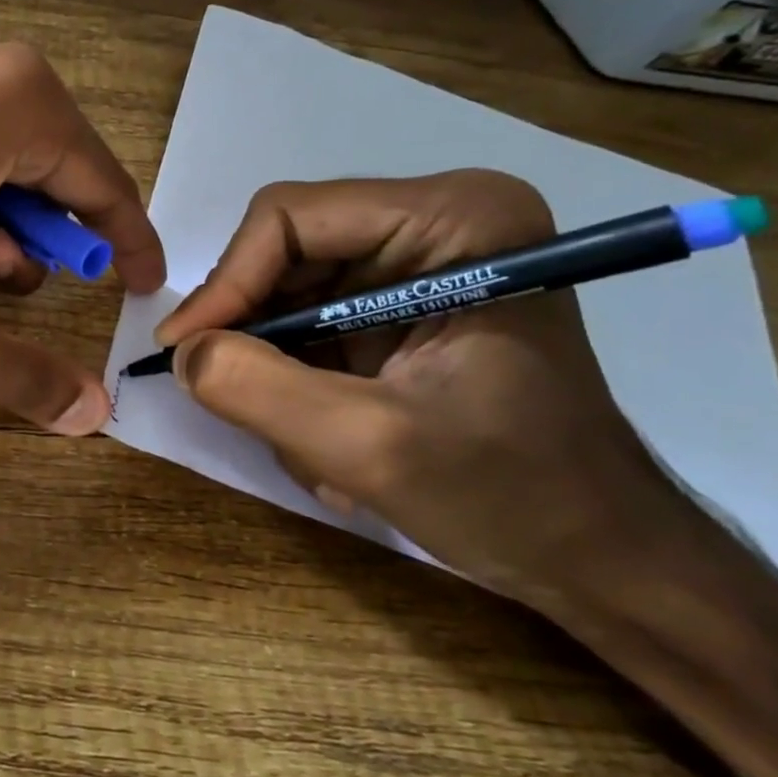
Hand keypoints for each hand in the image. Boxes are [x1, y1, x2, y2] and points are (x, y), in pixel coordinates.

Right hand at [155, 169, 687, 607]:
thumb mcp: (369, 446)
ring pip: (283, 296)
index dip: (225, 283)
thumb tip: (181, 351)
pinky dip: (293, 384)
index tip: (184, 351)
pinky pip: (303, 327)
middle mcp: (433, 224)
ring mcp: (415, 267)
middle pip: (281, 255)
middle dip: (253, 335)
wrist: (596, 557)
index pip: (288, 219)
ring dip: (274, 371)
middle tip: (231, 400)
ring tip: (306, 444)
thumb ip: (258, 390)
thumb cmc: (511, 495)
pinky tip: (325, 440)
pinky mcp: (397, 309)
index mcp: (454, 220)